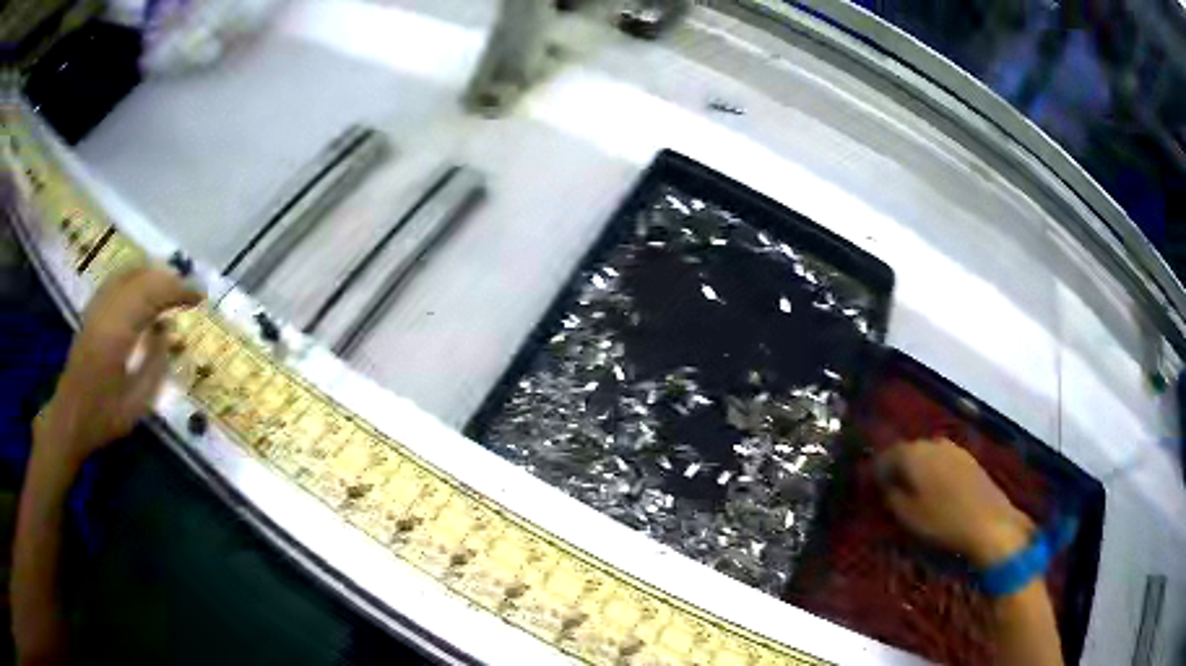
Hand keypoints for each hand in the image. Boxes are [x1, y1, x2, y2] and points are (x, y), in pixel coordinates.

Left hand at [35, 267, 201, 469]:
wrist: (68, 419)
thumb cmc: (103, 418)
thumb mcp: (136, 404)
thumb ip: (154, 365)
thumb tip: (167, 331)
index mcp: (118, 331)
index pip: (153, 294)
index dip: (178, 290)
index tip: (199, 298)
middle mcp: (106, 310)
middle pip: (142, 276)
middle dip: (168, 280)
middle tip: (187, 295)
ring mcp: (97, 307)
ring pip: (128, 273)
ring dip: (152, 277)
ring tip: (169, 291)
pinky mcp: (92, 312)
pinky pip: (117, 281)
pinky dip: (135, 280)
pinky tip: (143, 293)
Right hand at [876, 439, 1033, 566]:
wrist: (989, 523)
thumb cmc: (942, 522)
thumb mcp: (907, 516)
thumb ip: (891, 496)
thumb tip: (886, 485)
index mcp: (913, 454)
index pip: (887, 456)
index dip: (878, 472)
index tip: (875, 490)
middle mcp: (933, 443)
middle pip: (909, 453)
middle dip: (900, 470)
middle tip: (895, 494)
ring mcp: (954, 449)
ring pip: (928, 456)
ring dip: (920, 472)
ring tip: (918, 496)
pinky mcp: (970, 459)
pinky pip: (944, 462)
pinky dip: (937, 474)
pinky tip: (940, 494)